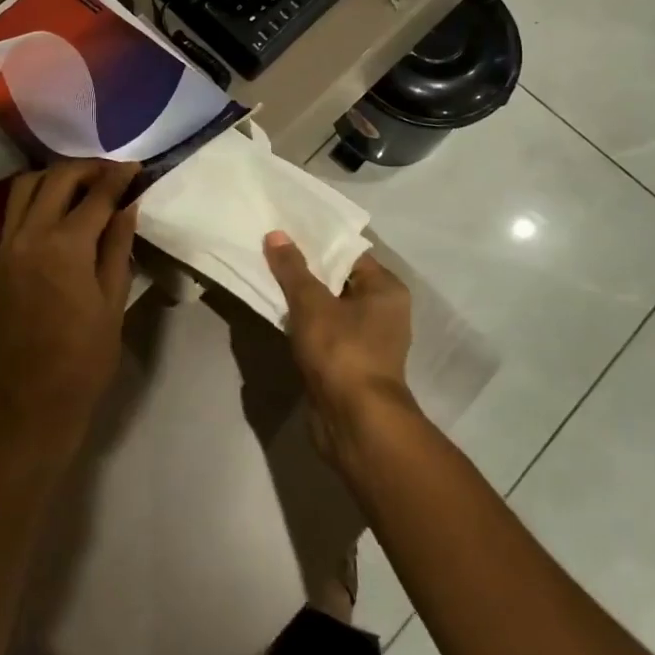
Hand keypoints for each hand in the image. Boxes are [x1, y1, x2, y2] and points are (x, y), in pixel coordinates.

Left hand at [0, 160, 139, 457]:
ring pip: (26, 186)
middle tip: (114, 173)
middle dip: (88, 168)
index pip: (96, 195)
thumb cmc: (84, 358)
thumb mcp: (113, 301)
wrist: (31, 402)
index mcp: (65, 247)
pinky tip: (60, 209)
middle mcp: (30, 235)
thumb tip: (128, 205)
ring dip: (56, 177)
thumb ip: (118, 245)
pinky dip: (37, 196)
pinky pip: (14, 210)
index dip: (119, 177)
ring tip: (85, 186)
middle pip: (57, 179)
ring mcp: (7, 246)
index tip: (137, 167)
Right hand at [262, 233, 416, 468]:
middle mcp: (384, 310)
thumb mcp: (312, 303)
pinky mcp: (352, 363)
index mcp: (386, 288)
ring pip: (330, 308)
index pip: (349, 253)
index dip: (317, 242)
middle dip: (306, 270)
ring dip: (304, 300)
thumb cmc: (342, 351)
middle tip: (270, 253)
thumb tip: (276, 234)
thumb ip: (293, 268)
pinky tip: (279, 317)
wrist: (355, 421)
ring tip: (268, 280)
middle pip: (339, 279)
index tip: (285, 232)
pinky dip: (306, 325)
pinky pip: (326, 333)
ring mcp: (369, 340)